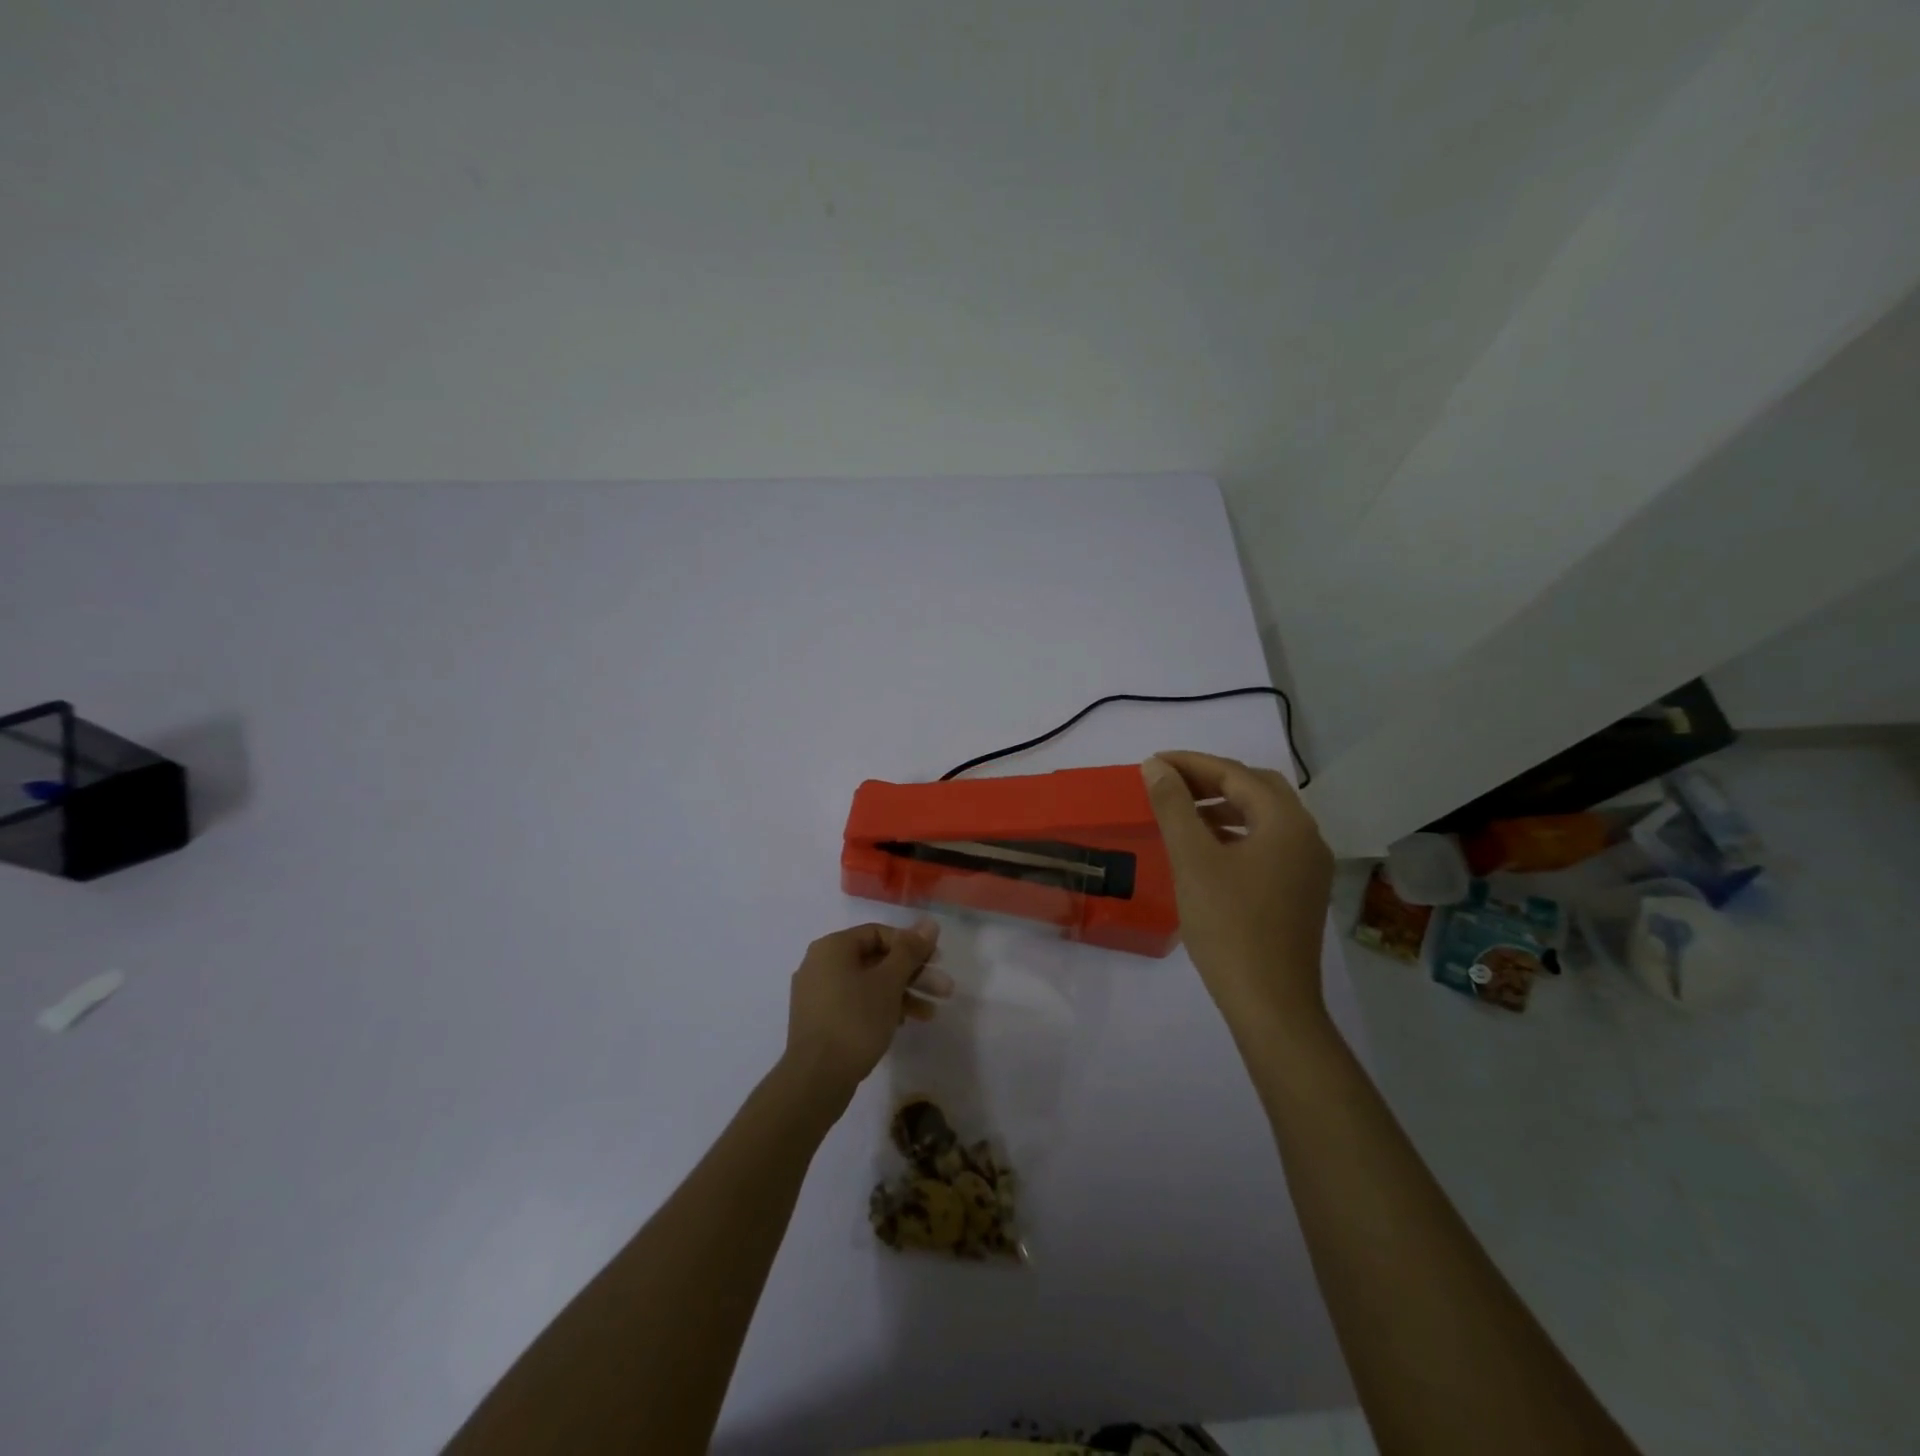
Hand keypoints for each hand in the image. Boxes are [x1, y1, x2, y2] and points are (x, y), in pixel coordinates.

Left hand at [783, 919, 950, 1099]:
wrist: (815, 1079)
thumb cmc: (855, 1021)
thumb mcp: (888, 982)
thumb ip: (910, 951)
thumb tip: (930, 923)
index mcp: (832, 947)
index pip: (879, 933)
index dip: (911, 945)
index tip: (936, 961)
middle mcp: (820, 964)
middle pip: (875, 960)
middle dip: (913, 974)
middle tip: (944, 990)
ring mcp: (817, 994)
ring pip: (868, 984)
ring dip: (902, 994)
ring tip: (931, 1014)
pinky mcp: (820, 1021)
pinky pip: (856, 1003)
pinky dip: (881, 1008)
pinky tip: (904, 1024)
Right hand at [1141, 751, 1333, 1027]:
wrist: (1270, 1003)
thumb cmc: (1229, 925)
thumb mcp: (1192, 860)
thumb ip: (1174, 806)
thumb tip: (1156, 767)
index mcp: (1286, 823)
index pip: (1236, 774)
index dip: (1191, 764)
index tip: (1153, 763)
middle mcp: (1306, 837)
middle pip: (1257, 789)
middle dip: (1211, 780)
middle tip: (1169, 783)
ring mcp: (1308, 867)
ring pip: (1263, 817)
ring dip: (1224, 806)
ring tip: (1183, 812)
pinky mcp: (1301, 892)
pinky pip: (1267, 844)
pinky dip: (1236, 833)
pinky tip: (1208, 849)